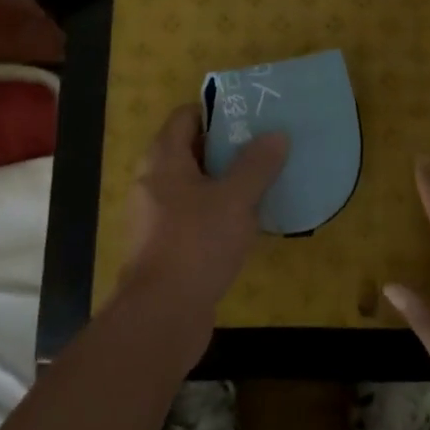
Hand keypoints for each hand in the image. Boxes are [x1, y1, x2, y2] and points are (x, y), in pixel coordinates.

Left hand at [120, 103, 287, 367]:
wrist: (160, 317)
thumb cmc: (196, 244)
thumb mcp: (236, 199)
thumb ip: (257, 164)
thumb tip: (276, 134)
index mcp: (163, 158)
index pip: (187, 116)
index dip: (217, 111)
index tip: (251, 117)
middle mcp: (153, 181)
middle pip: (191, 149)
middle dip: (227, 147)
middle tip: (265, 147)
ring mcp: (156, 216)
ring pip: (194, 185)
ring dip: (225, 182)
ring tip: (263, 181)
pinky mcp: (165, 247)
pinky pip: (193, 215)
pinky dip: (217, 212)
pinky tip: (247, 223)